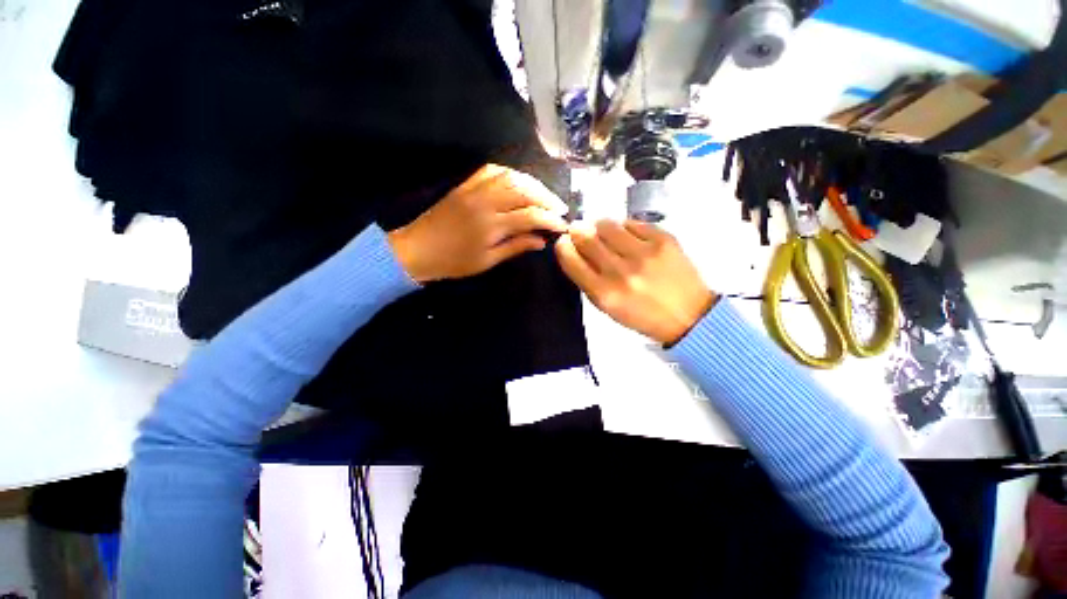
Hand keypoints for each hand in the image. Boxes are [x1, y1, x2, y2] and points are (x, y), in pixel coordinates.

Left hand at [387, 164, 568, 281]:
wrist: (418, 249)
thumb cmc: (454, 261)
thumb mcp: (487, 261)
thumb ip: (516, 247)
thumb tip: (541, 241)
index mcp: (491, 225)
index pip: (530, 216)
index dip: (550, 219)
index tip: (563, 225)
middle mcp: (485, 201)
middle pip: (524, 191)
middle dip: (547, 198)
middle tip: (560, 208)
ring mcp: (474, 189)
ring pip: (511, 177)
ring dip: (533, 184)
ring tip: (545, 195)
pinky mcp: (466, 185)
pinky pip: (492, 170)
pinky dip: (511, 173)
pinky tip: (520, 181)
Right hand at [555, 219, 716, 344]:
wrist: (689, 315)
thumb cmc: (642, 315)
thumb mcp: (608, 308)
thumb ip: (587, 280)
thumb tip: (573, 249)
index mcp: (604, 294)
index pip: (571, 259)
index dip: (564, 246)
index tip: (565, 242)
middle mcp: (621, 272)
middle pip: (586, 237)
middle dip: (578, 232)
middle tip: (581, 231)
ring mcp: (644, 253)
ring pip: (607, 224)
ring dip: (600, 227)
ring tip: (606, 235)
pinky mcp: (664, 239)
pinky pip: (632, 222)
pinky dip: (624, 228)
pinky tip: (628, 238)